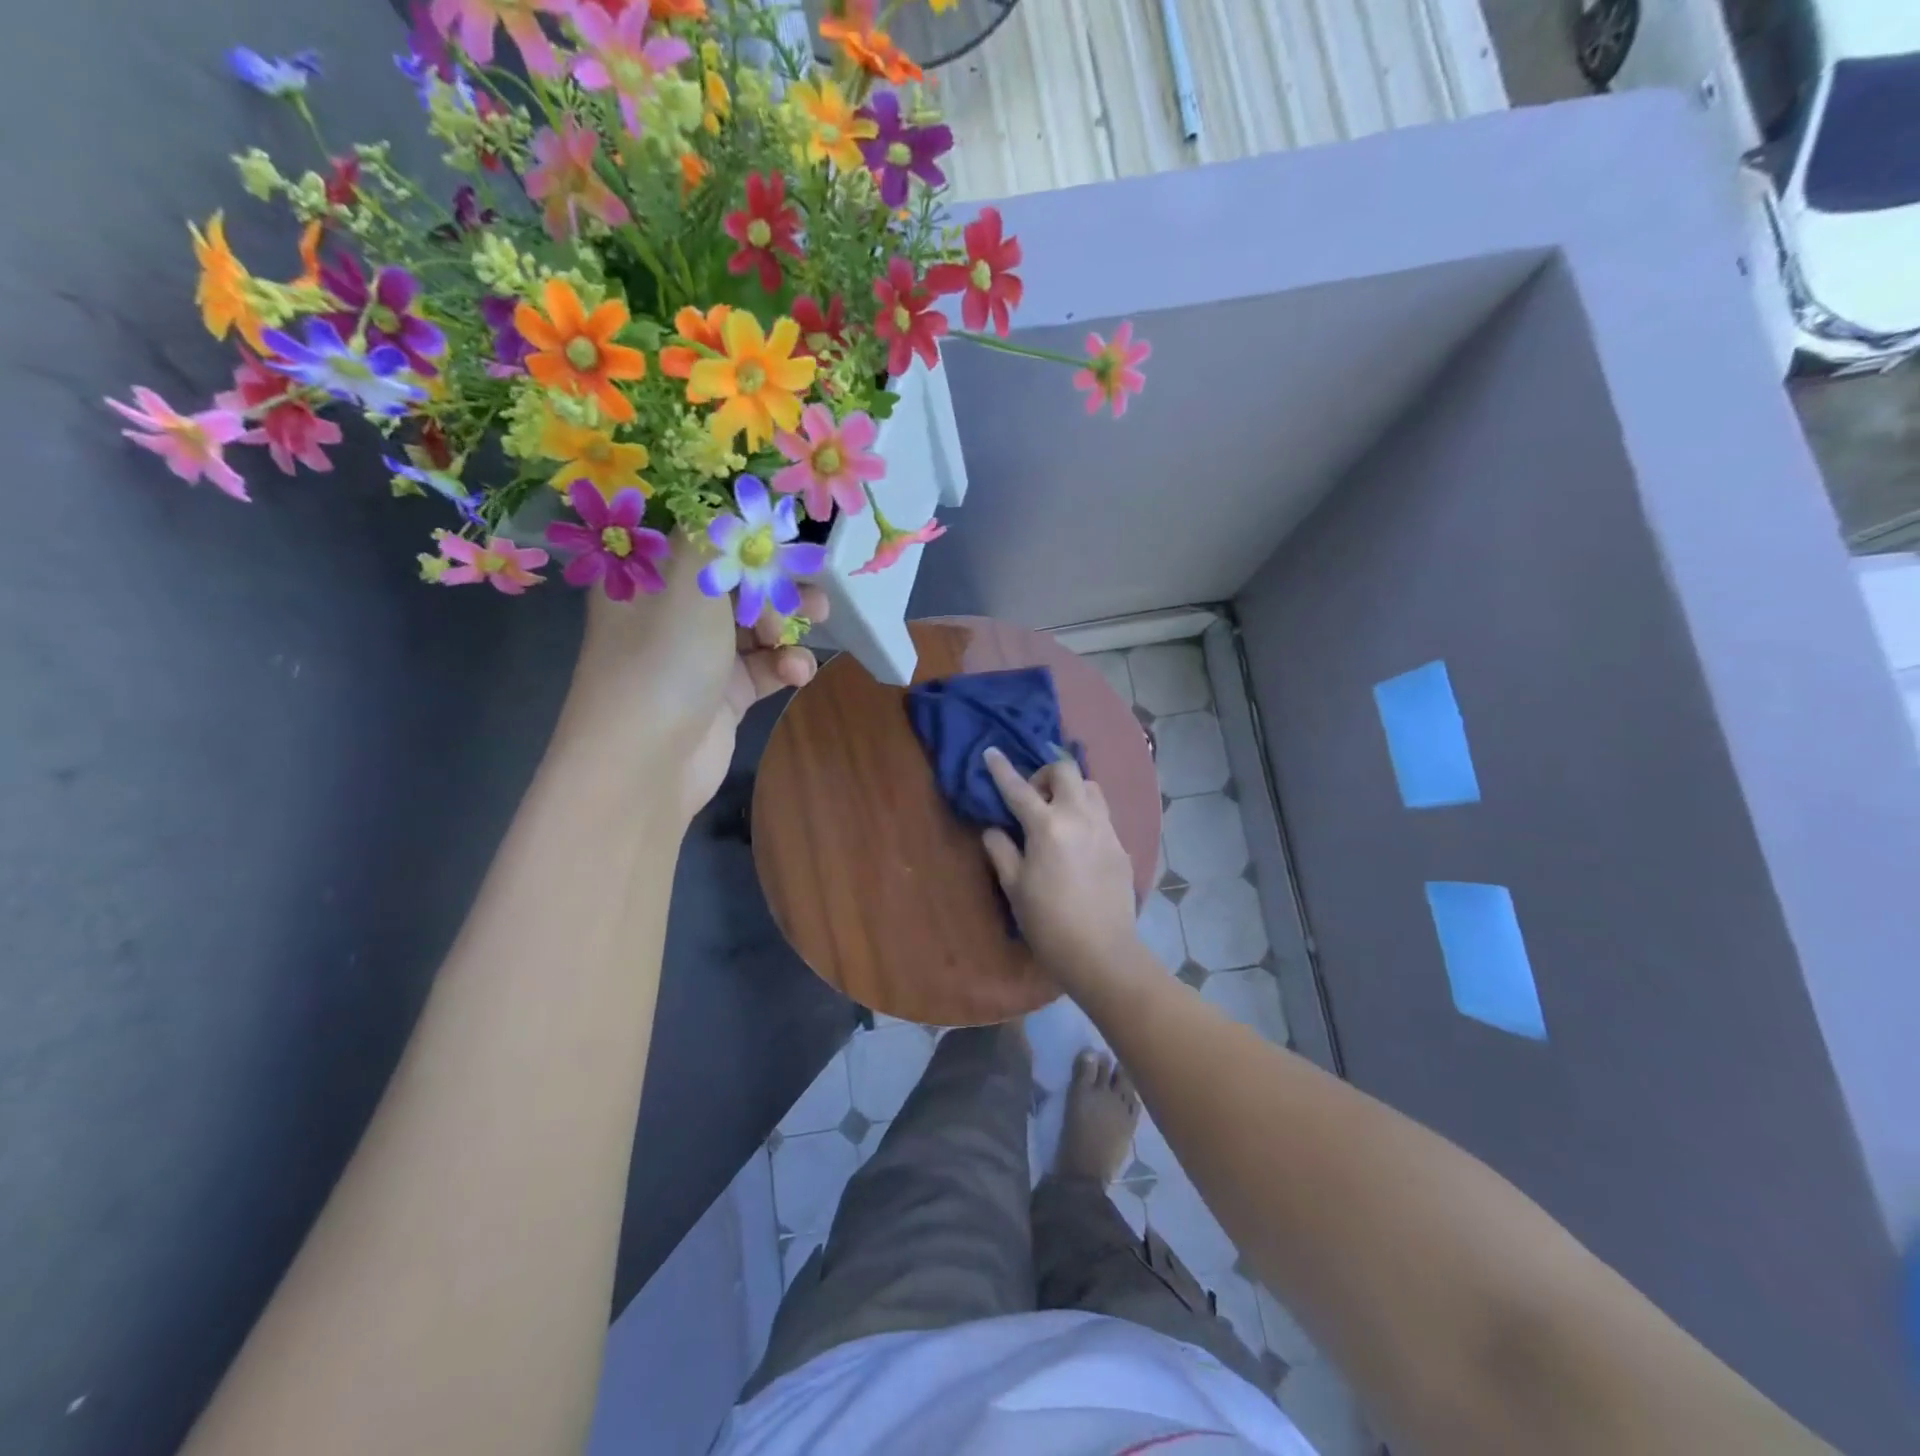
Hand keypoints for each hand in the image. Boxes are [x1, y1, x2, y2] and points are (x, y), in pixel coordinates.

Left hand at [562, 539, 824, 823]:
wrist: (647, 764)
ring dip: (788, 622)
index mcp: (649, 574)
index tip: (782, 523)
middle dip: (777, 577)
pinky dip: (785, 665)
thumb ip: (719, 536)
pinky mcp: (725, 693)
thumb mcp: (689, 581)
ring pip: (755, 622)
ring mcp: (699, 654)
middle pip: (735, 578)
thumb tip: (739, 502)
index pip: (697, 533)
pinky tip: (798, 671)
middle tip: (812, 580)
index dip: (740, 525)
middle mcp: (671, 610)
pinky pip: (764, 667)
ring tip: (817, 622)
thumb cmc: (663, 659)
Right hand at [981, 747, 1138, 985]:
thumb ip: (1001, 850)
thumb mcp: (1014, 887)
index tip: (991, 752)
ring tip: (1057, 814)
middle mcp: (1080, 817)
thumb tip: (994, 829)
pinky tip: (1077, 840)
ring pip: (1090, 787)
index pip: (1019, 789)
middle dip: (1045, 774)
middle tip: (1033, 798)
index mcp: (1047, 826)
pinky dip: (1086, 813)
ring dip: (1070, 790)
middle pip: (1065, 771)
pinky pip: (1102, 813)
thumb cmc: (1049, 923)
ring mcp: (1106, 829)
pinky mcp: (1121, 845)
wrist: (1102, 953)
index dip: (1001, 769)